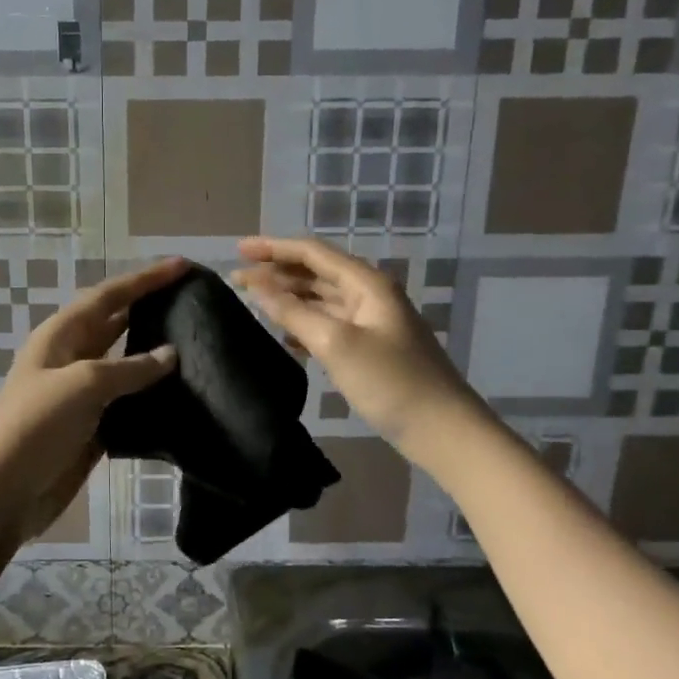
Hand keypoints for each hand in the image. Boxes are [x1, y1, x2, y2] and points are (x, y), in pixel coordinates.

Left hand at [0, 259, 185, 547]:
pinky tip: (180, 392)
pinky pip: (127, 401)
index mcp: (61, 336)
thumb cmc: (34, 427)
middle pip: (116, 322)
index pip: (109, 296)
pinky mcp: (92, 427)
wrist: (1, 494)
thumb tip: (171, 354)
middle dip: (150, 307)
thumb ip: (129, 368)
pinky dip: (151, 394)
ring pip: (124, 363)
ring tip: (196, 341)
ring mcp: (81, 394)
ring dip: (154, 351)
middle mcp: (72, 358)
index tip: (183, 266)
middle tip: (194, 299)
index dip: (145, 279)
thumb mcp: (81, 386)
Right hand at [234, 237, 471, 459]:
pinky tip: (283, 336)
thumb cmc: (390, 381)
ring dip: (288, 297)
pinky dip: (303, 323)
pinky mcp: (369, 348)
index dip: (273, 248)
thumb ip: (293, 313)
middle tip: (236, 279)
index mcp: (366, 284)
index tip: (238, 251)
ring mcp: (370, 323)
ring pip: (321, 299)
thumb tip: (257, 286)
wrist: (442, 430)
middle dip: (277, 272)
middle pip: (316, 273)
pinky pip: (328, 324)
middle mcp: (368, 295)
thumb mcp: (336, 344)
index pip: (312, 253)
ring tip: (253, 301)